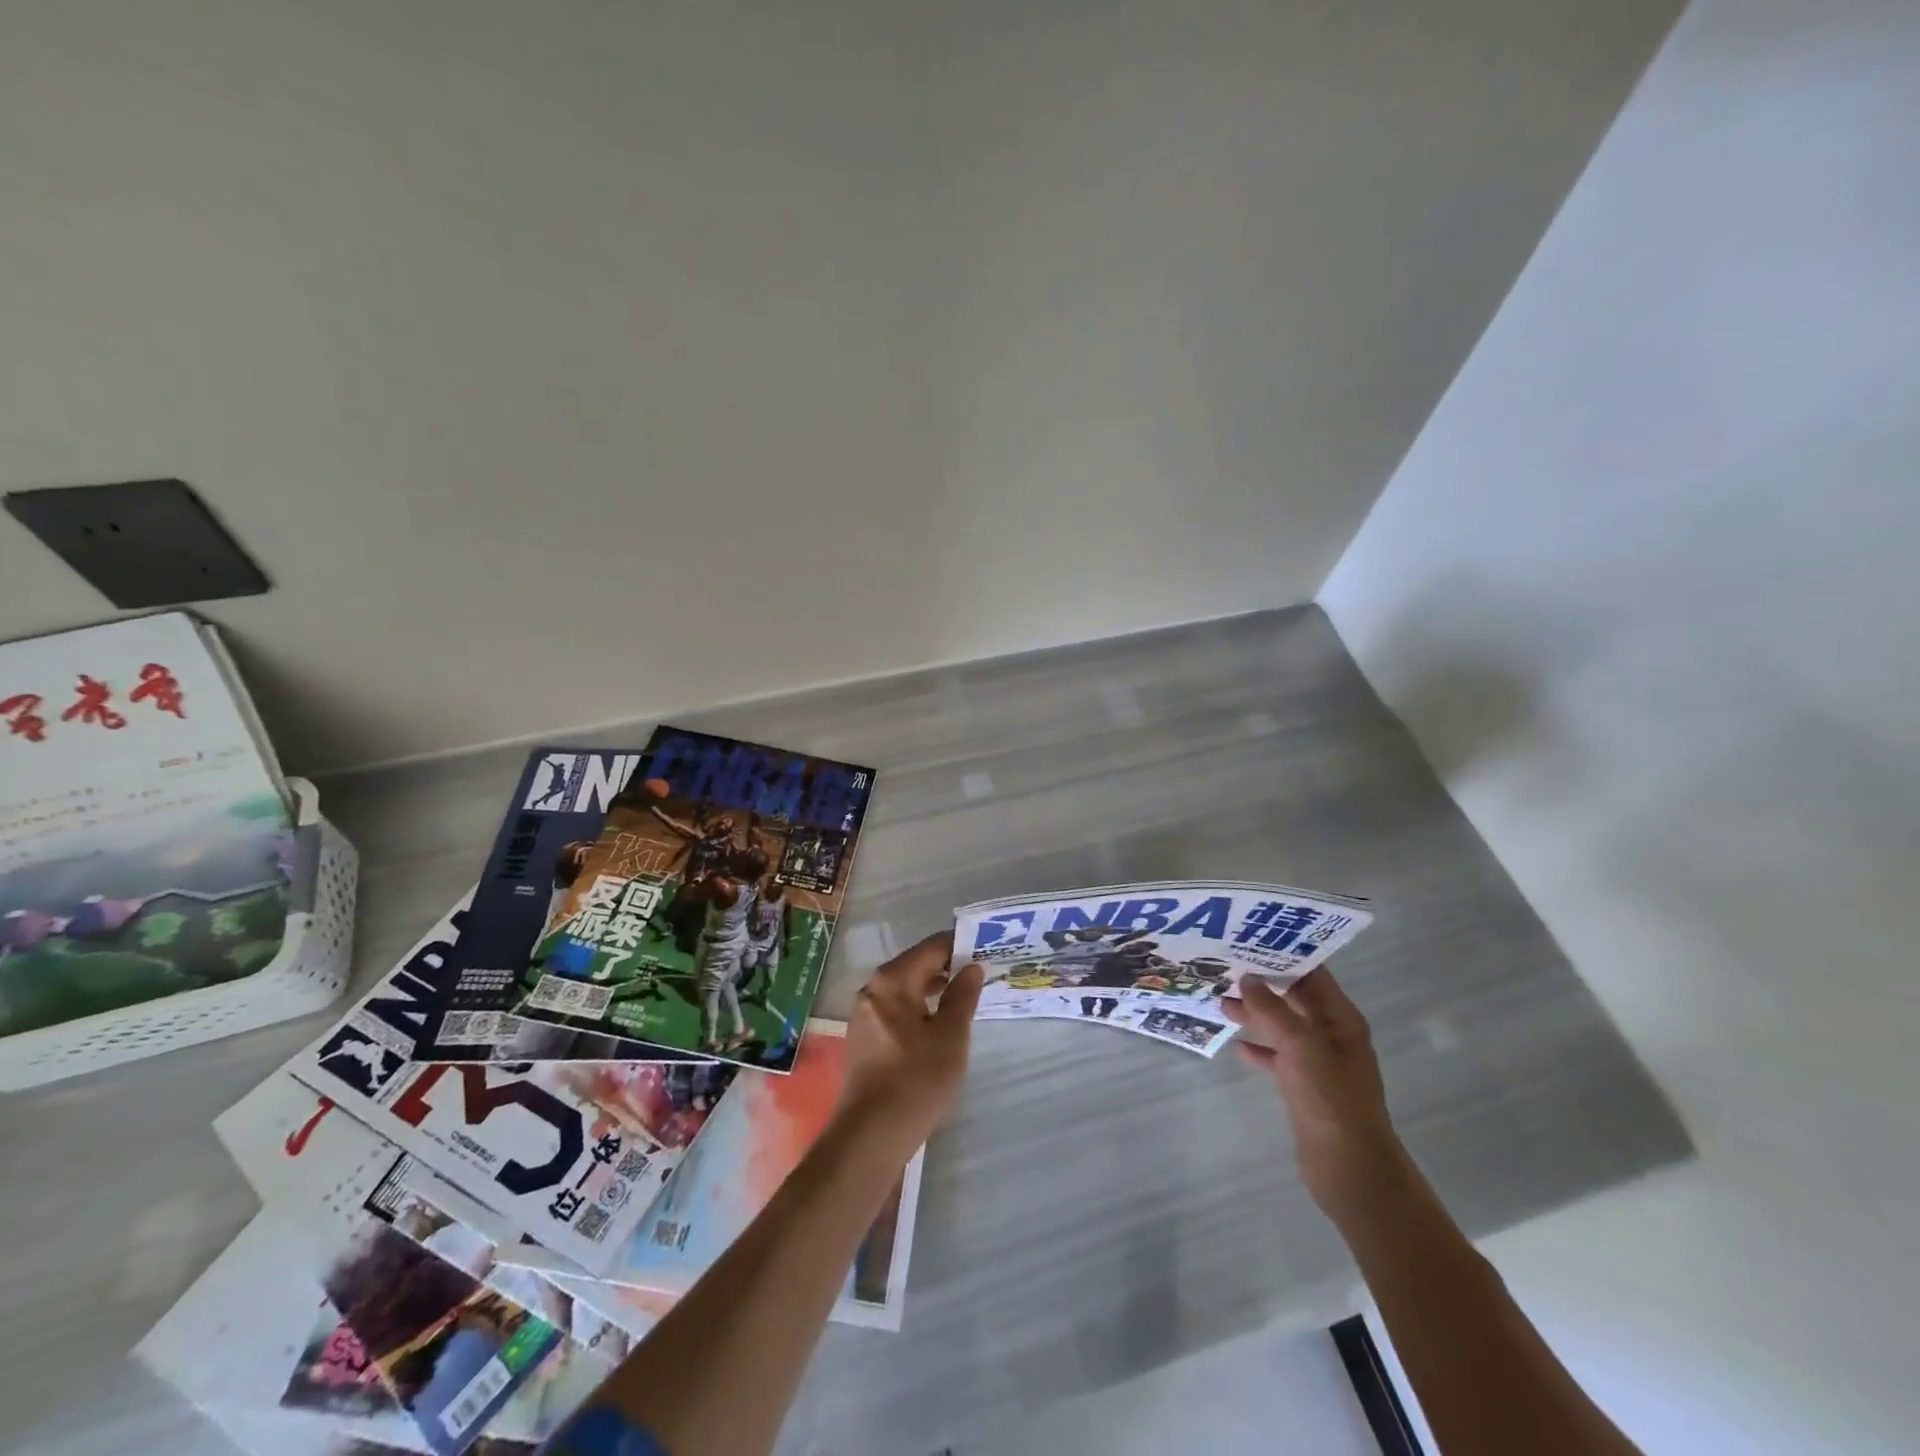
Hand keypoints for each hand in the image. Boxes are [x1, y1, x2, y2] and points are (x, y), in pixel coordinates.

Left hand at [836, 932, 982, 1158]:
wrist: (870, 1136)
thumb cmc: (916, 1080)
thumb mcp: (951, 1036)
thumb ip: (962, 996)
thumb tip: (972, 967)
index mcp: (892, 980)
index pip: (931, 947)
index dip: (959, 945)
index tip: (986, 949)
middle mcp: (872, 989)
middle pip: (915, 965)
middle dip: (947, 967)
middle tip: (981, 974)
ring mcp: (864, 1014)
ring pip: (905, 988)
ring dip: (934, 988)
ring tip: (965, 998)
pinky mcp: (864, 1037)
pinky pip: (896, 1009)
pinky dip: (919, 1008)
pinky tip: (938, 1024)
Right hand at [1221, 969, 1407, 1217]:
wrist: (1350, 1167)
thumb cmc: (1330, 1098)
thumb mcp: (1300, 1045)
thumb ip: (1272, 1009)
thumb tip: (1247, 978)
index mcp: (1340, 1019)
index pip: (1312, 974)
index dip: (1283, 956)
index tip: (1248, 941)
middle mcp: (1331, 1035)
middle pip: (1294, 999)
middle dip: (1263, 984)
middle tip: (1225, 968)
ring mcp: (1318, 1062)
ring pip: (1282, 1027)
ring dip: (1256, 1014)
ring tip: (1221, 1002)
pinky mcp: (1304, 1087)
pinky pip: (1278, 1057)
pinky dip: (1260, 1048)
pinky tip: (1238, 1046)